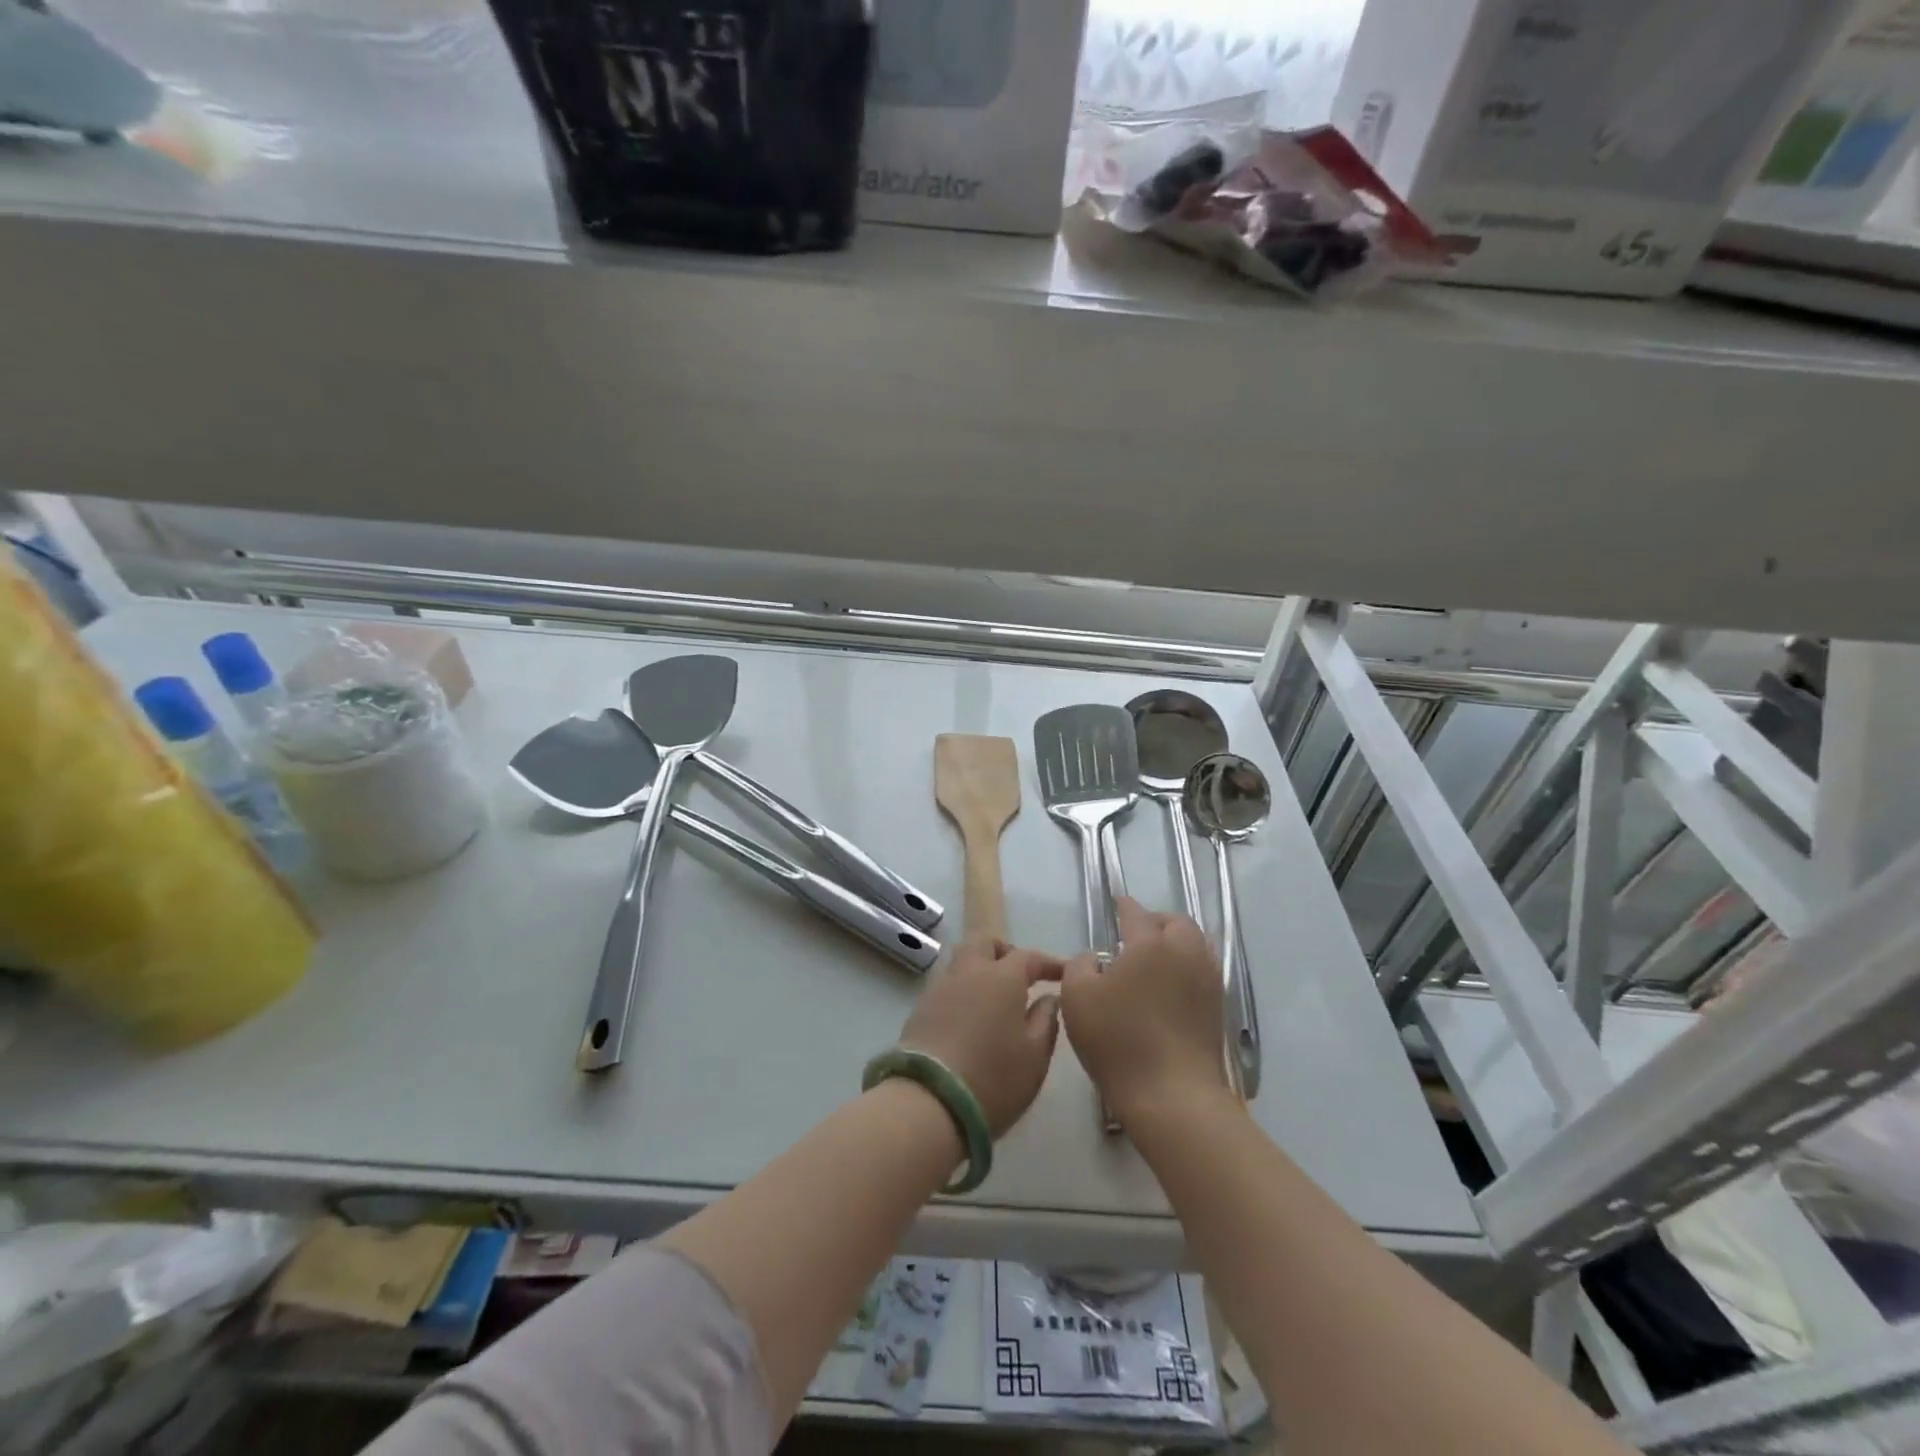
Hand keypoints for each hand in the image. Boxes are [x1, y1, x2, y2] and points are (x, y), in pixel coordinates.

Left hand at [898, 940, 1063, 1136]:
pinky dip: (963, 988)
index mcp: (1002, 977)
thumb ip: (1046, 1020)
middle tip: (1021, 975)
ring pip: (962, 959)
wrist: (929, 1101)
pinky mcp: (920, 1007)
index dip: (1048, 963)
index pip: (1029, 957)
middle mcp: (969, 971)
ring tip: (994, 994)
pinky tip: (970, 1013)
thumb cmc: (994, 1078)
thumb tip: (1049, 998)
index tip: (1062, 973)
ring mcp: (940, 987)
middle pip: (985, 943)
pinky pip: (947, 983)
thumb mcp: (1035, 1056)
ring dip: (980, 967)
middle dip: (1005, 951)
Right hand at [1060, 897, 1225, 1126]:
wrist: (1172, 1096)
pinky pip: (1202, 972)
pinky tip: (1168, 988)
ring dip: (1175, 944)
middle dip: (1156, 922)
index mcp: (1151, 944)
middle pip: (1176, 923)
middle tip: (1134, 936)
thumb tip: (1095, 958)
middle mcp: (1185, 953)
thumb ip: (1080, 965)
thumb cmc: (1118, 1040)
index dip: (1124, 906)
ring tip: (1153, 961)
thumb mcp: (1077, 998)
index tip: (1117, 903)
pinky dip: (1185, 969)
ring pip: (1195, 946)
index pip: (1136, 913)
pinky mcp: (1217, 1010)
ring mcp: (1207, 982)